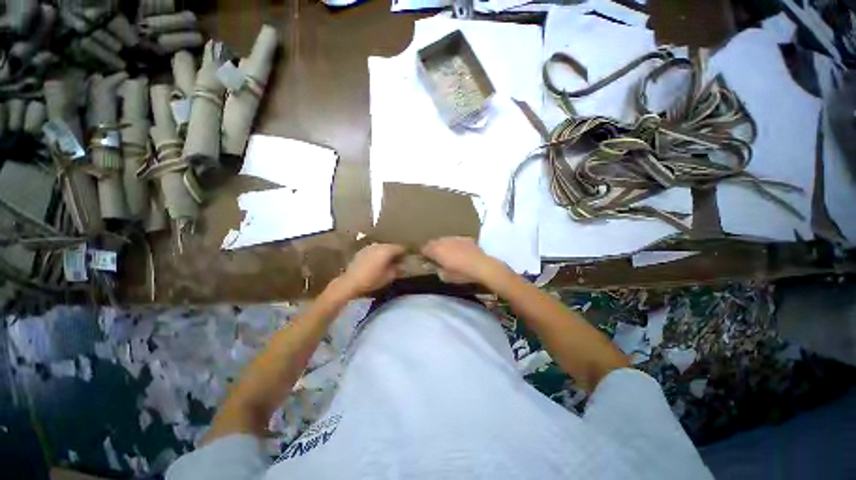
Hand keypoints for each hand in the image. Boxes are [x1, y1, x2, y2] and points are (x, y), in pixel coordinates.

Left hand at [335, 243, 405, 296]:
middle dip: (395, 253)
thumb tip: (403, 266)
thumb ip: (398, 269)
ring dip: (386, 254)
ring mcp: (369, 247)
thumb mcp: (389, 277)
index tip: (407, 261)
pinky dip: (377, 255)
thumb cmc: (372, 280)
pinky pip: (374, 251)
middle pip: (391, 246)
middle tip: (398, 263)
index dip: (405, 254)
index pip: (401, 247)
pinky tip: (376, 263)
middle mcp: (378, 245)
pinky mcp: (361, 251)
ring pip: (382, 248)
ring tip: (386, 263)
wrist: (350, 282)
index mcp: (387, 250)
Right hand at [421, 237, 506, 284]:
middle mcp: (444, 241)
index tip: (425, 259)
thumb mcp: (445, 277)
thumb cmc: (461, 274)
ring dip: (444, 245)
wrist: (481, 266)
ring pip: (444, 239)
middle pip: (433, 242)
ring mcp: (455, 238)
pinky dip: (455, 244)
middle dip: (432, 248)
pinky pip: (456, 240)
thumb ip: (436, 270)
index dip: (423, 254)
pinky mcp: (466, 238)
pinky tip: (460, 251)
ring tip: (448, 253)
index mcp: (437, 250)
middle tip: (436, 257)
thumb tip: (433, 266)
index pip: (424, 248)